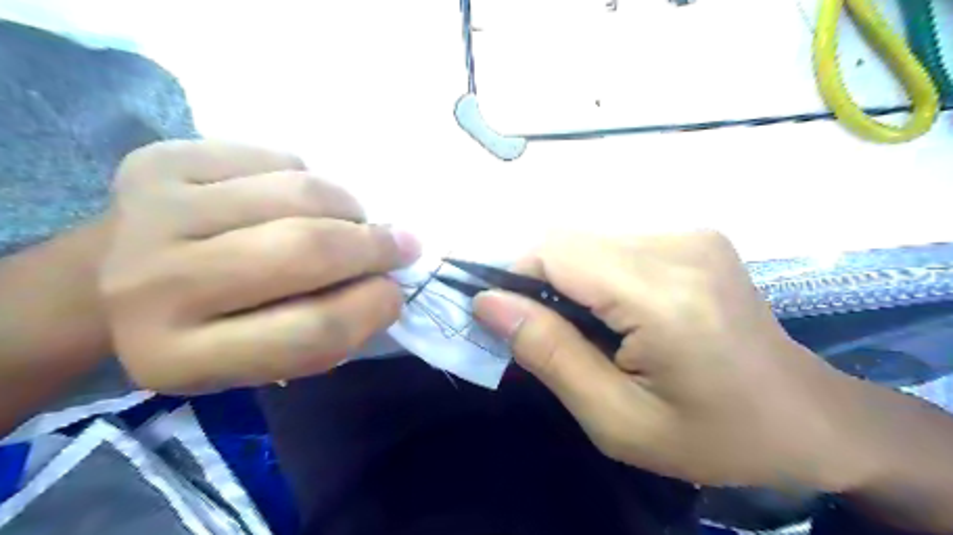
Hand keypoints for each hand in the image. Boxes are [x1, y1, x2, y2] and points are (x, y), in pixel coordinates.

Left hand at [97, 139, 419, 393]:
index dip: (372, 308)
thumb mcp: (265, 357)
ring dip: (349, 207)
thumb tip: (386, 276)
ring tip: (351, 221)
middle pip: (307, 250)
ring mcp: (152, 212)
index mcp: (182, 358)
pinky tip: (296, 198)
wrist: (109, 283)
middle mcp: (155, 286)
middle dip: (374, 245)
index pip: (312, 332)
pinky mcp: (160, 161)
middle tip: (401, 244)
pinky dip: (308, 177)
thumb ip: (328, 328)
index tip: (395, 293)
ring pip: (300, 192)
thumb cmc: (208, 329)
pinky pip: (276, 158)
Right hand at [476, 232, 869, 490]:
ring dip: (568, 279)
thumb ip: (549, 355)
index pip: (554, 252)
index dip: (513, 277)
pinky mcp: (693, 235)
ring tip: (589, 330)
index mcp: (663, 296)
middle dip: (538, 281)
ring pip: (587, 240)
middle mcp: (678, 245)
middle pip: (568, 241)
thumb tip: (488, 303)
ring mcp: (690, 233)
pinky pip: (614, 244)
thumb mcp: (617, 420)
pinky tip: (617, 312)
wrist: (805, 417)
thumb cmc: (712, 436)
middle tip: (548, 335)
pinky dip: (595, 274)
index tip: (505, 319)